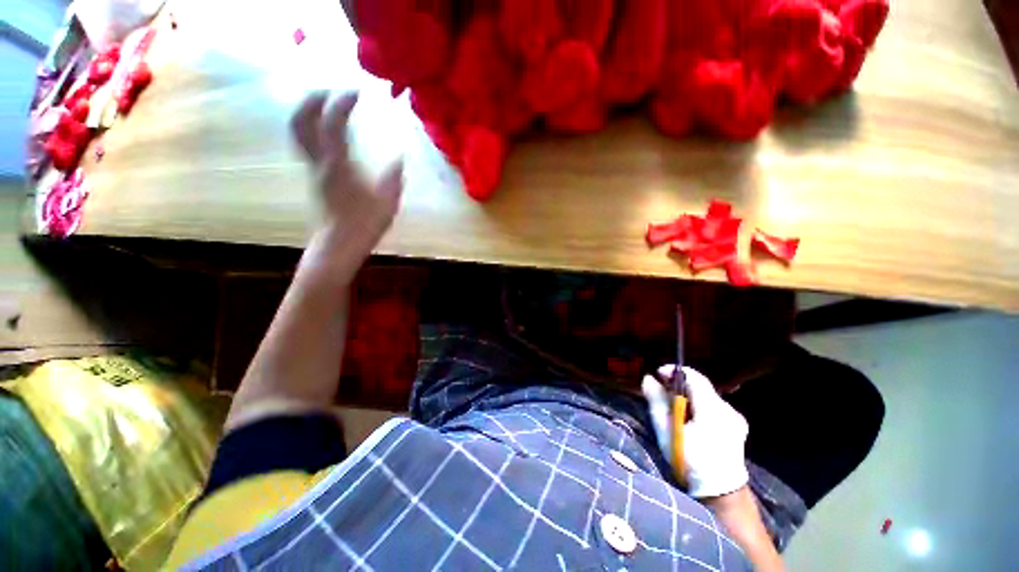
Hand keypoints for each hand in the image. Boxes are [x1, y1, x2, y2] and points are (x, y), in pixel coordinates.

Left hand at [290, 91, 403, 282]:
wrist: (339, 243)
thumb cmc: (364, 225)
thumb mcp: (388, 202)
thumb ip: (394, 178)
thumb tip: (400, 157)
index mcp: (339, 165)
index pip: (333, 124)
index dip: (341, 102)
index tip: (356, 91)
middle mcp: (319, 162)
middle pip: (301, 121)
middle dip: (313, 99)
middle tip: (331, 90)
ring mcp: (313, 168)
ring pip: (298, 131)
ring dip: (308, 111)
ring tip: (326, 104)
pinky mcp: (314, 176)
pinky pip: (306, 143)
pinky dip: (312, 127)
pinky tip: (328, 130)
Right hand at [642, 365, 748, 497]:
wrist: (721, 494)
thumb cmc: (689, 462)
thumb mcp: (667, 432)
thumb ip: (657, 402)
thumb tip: (648, 379)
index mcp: (712, 409)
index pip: (694, 377)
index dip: (674, 371)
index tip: (658, 374)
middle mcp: (728, 409)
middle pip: (700, 386)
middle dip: (679, 385)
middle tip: (661, 391)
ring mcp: (736, 418)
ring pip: (707, 396)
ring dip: (689, 396)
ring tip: (673, 407)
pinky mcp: (737, 426)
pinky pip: (714, 407)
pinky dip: (699, 406)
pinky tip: (690, 419)